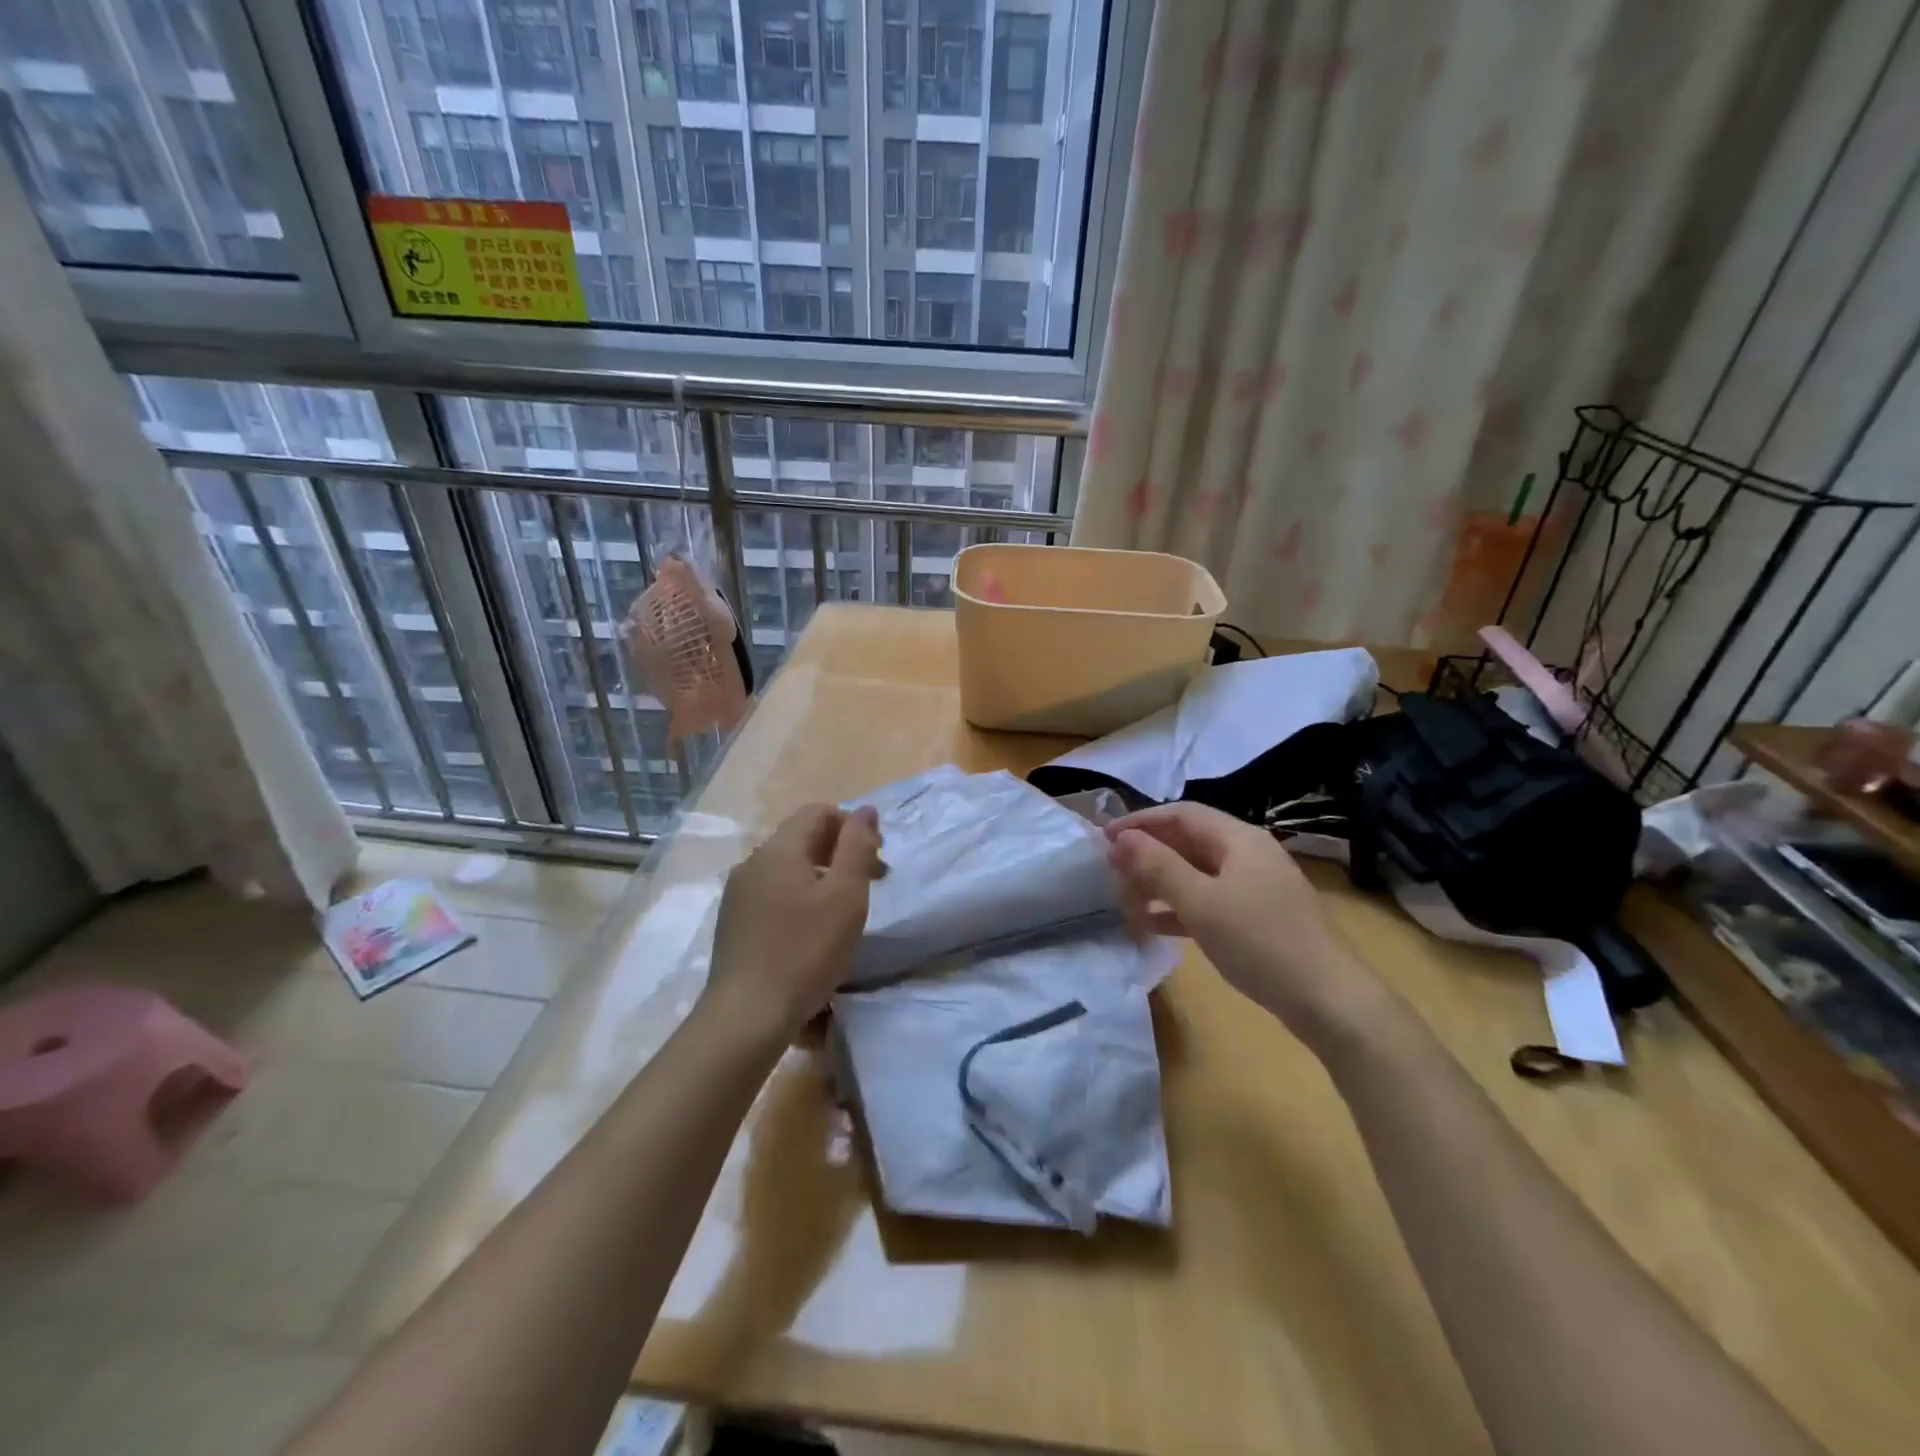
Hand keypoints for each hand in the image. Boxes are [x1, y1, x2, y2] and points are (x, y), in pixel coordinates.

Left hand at [704, 804, 883, 1041]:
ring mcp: (737, 894)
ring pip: (788, 868)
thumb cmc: (805, 951)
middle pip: (802, 838)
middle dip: (840, 852)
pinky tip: (810, 932)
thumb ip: (858, 846)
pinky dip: (799, 898)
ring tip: (842, 912)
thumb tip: (865, 810)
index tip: (876, 859)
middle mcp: (752, 862)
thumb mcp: (846, 895)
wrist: (746, 1015)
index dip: (852, 826)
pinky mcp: (733, 922)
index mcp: (778, 849)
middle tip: (870, 885)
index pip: (819, 812)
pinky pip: (773, 893)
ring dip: (821, 877)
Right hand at [1105, 803, 1389, 1051]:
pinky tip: (1154, 924)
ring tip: (1124, 898)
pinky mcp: (1257, 919)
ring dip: (1160, 882)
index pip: (1181, 814)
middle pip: (1189, 842)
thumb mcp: (1202, 903)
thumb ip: (1159, 867)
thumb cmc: (1261, 942)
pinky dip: (1179, 907)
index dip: (1141, 822)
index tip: (1104, 838)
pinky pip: (1209, 900)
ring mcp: (1255, 888)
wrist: (1329, 1001)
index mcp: (1239, 839)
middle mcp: (1248, 855)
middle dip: (1148, 853)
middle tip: (1110, 870)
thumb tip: (1123, 839)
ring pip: (1197, 873)